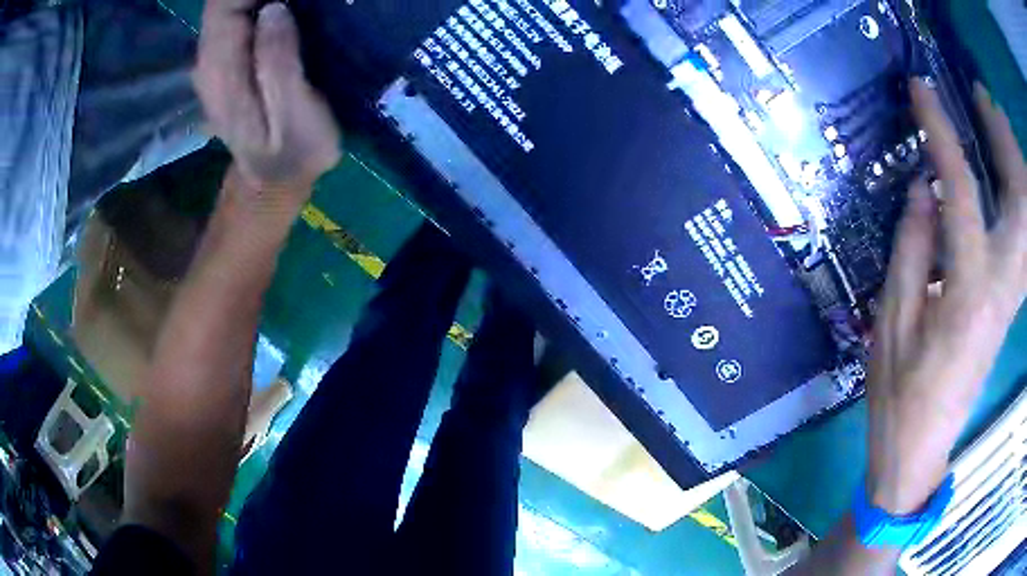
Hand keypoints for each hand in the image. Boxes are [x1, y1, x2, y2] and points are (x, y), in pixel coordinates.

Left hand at [194, 0, 340, 204]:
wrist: (275, 178)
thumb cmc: (292, 152)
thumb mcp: (294, 114)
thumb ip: (279, 62)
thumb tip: (273, 10)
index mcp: (221, 71)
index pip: (223, 6)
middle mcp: (209, 61)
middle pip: (224, 3)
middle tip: (303, 0)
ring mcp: (214, 61)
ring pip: (229, 8)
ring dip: (261, 0)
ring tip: (298, 3)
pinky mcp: (227, 60)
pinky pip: (237, 18)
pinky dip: (259, 7)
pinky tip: (286, 12)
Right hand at [867, 79, 1026, 513]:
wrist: (921, 450)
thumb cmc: (900, 395)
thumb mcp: (892, 324)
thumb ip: (911, 250)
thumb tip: (922, 189)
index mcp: (968, 294)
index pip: (961, 191)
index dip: (941, 133)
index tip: (921, 90)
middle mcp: (1001, 289)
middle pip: (1019, 202)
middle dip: (1004, 140)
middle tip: (982, 98)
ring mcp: (1011, 298)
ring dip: (1016, 164)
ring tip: (998, 122)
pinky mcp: (1010, 303)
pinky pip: (1026, 239)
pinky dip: (1021, 198)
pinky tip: (1010, 175)